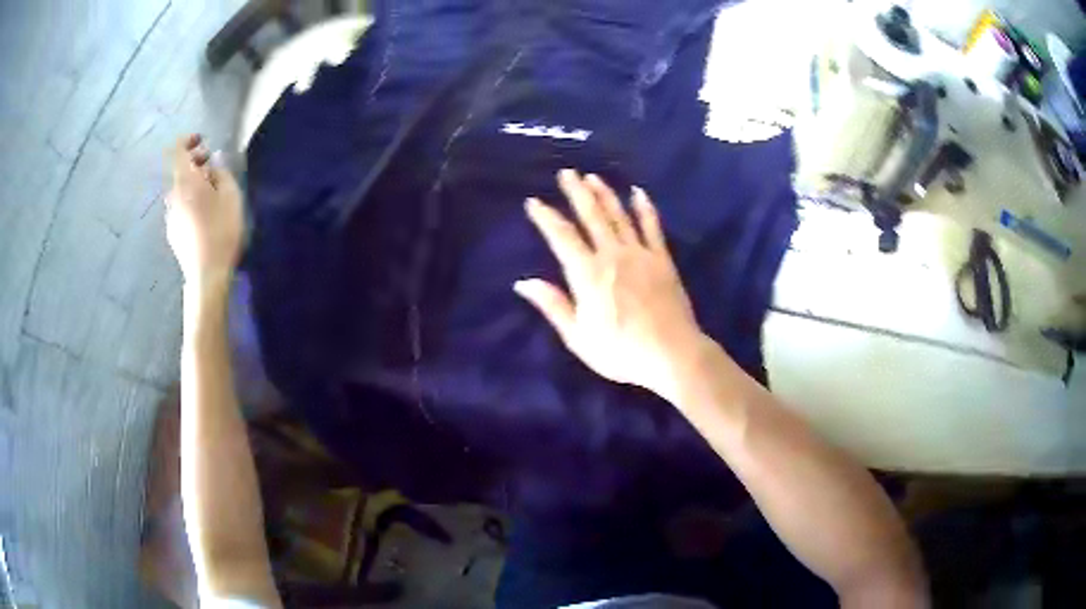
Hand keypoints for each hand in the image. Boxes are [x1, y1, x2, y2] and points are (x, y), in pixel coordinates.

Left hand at [165, 134, 243, 288]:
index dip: (189, 140)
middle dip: (195, 163)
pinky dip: (190, 201)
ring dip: (193, 184)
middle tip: (213, 167)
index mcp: (186, 182)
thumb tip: (214, 162)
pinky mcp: (173, 232)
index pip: (178, 150)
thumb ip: (221, 173)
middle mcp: (173, 196)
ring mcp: (171, 216)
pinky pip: (180, 207)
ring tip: (212, 193)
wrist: (206, 275)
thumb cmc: (221, 231)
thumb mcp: (231, 196)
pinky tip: (205, 215)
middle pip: (179, 170)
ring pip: (180, 190)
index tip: (203, 141)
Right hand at [516, 170, 708, 400]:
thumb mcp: (579, 337)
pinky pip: (652, 227)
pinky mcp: (662, 259)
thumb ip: (553, 305)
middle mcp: (612, 255)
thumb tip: (523, 282)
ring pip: (618, 216)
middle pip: (591, 217)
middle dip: (577, 193)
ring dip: (605, 194)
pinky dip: (644, 208)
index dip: (546, 217)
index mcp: (587, 274)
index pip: (561, 237)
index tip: (534, 201)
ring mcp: (640, 254)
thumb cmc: (621, 351)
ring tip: (593, 177)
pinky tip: (638, 193)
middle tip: (566, 173)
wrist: (671, 354)